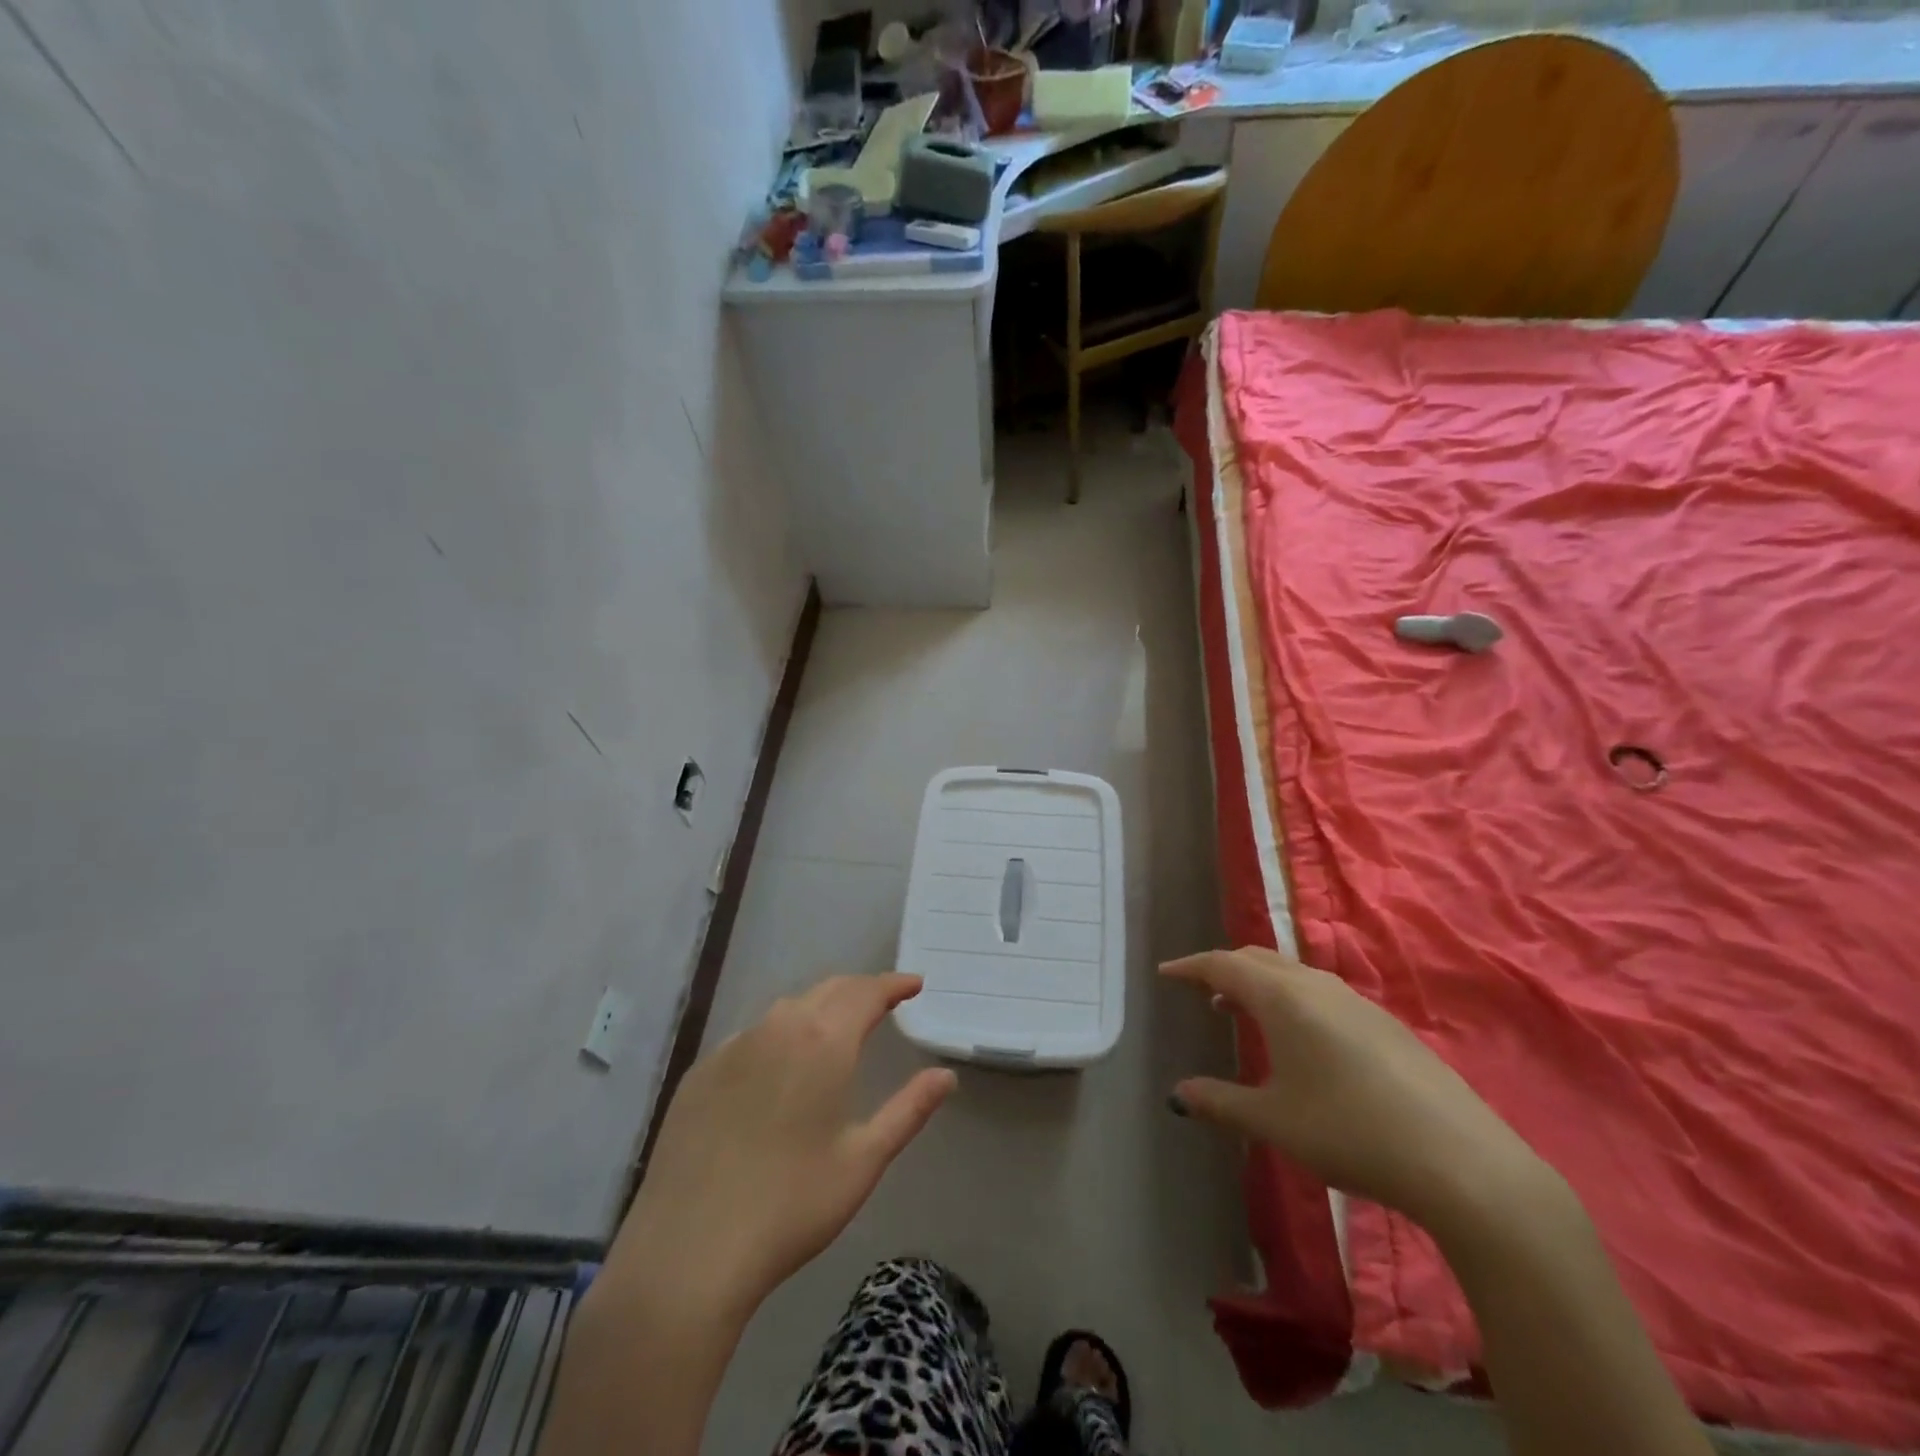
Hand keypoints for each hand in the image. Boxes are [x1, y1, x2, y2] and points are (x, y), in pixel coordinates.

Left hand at [612, 974, 955, 1318]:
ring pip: (786, 1009)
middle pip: (827, 990)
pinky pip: (750, 1036)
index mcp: (823, 1042)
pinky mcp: (700, 1072)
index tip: (913, 984)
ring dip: (818, 1009)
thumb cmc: (790, 1207)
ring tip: (836, 1028)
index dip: (893, 985)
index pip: (866, 993)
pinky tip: (778, 1067)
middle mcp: (778, 1028)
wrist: (687, 1252)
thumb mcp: (863, 1161)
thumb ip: (909, 1110)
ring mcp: (733, 1046)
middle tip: (882, 1003)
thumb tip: (946, 1076)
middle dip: (859, 990)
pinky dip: (778, 1036)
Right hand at [1162, 948, 1550, 1228]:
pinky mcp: (1386, 1024)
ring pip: (1294, 973)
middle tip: (1202, 990)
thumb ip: (1220, 1102)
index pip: (1224, 964)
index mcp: (1283, 998)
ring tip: (1243, 1012)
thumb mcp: (1274, 1121)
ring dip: (1261, 983)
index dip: (1191, 966)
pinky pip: (1322, 992)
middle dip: (1225, 968)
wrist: (1460, 1162)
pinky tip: (1301, 1039)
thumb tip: (1178, 1094)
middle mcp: (1317, 986)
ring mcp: (1357, 1002)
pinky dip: (1293, 998)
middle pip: (1259, 958)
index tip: (1166, 973)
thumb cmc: (1349, 1132)